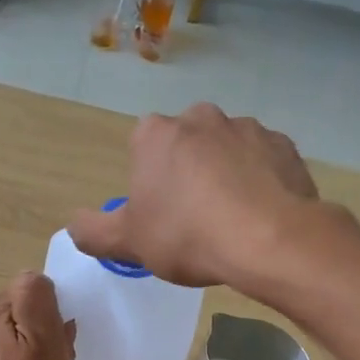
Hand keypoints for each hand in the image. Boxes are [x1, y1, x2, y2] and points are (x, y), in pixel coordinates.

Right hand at [66, 103, 328, 288]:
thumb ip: (94, 232)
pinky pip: (264, 164)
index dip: (148, 183)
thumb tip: (74, 224)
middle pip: (186, 146)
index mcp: (156, 134)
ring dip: (226, 177)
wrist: (267, 240)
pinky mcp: (285, 147)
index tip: (159, 216)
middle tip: (194, 221)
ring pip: (227, 152)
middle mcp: (201, 117)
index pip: (142, 149)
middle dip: (187, 174)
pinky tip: (260, 216)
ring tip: (231, 222)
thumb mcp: (128, 242)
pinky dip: (261, 183)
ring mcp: (248, 127)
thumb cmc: (186, 236)